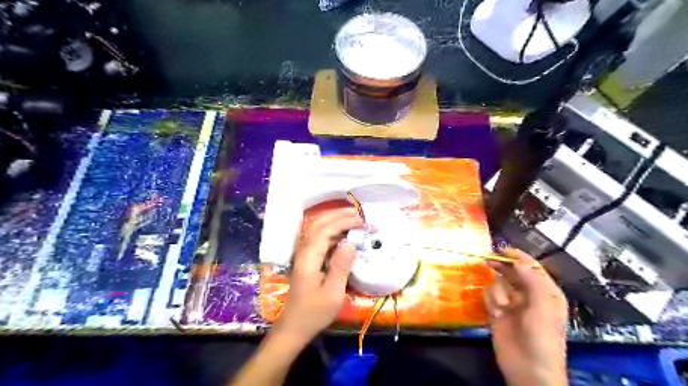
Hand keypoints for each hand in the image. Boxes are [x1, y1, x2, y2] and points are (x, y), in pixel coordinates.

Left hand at [270, 210, 361, 344]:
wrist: (294, 326)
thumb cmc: (314, 312)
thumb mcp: (333, 293)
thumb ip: (341, 267)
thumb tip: (351, 243)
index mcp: (309, 257)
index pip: (325, 230)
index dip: (343, 222)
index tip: (362, 221)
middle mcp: (304, 251)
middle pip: (318, 224)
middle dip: (338, 215)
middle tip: (358, 213)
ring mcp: (304, 254)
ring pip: (316, 229)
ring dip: (334, 220)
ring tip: (352, 218)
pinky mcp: (307, 260)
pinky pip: (318, 238)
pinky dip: (331, 231)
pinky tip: (343, 234)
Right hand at [483, 247, 570, 384]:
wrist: (528, 367)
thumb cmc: (542, 336)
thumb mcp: (543, 306)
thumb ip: (532, 280)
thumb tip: (518, 261)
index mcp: (545, 292)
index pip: (531, 267)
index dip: (518, 257)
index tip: (502, 248)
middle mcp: (528, 294)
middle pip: (512, 272)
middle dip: (502, 266)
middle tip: (488, 259)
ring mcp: (511, 303)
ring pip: (499, 283)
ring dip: (497, 290)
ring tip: (501, 305)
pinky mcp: (497, 312)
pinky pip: (489, 296)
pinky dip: (491, 300)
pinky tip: (496, 311)